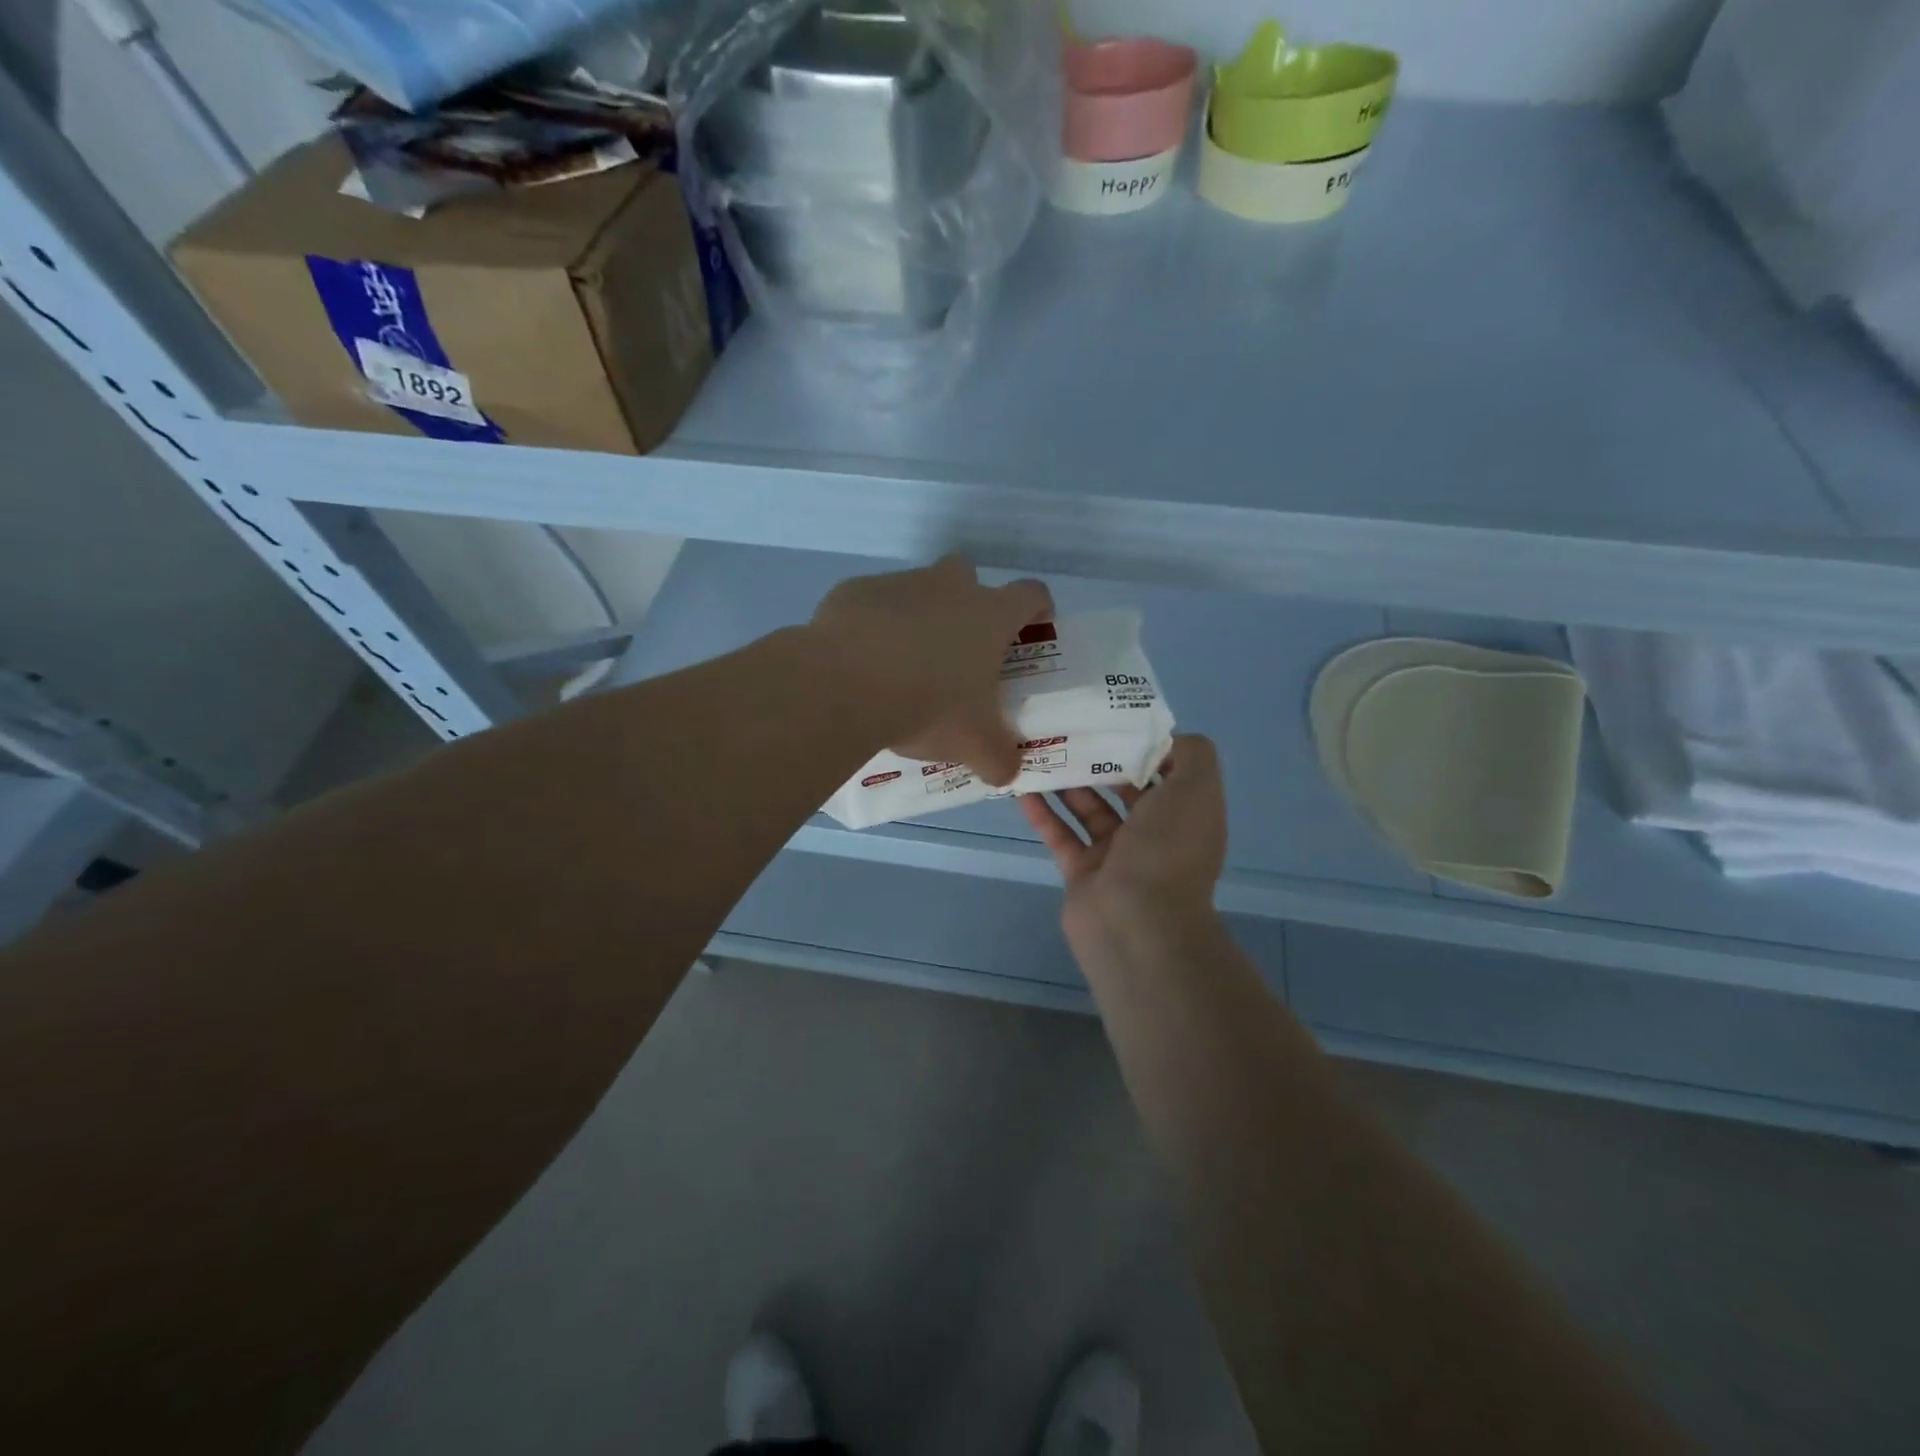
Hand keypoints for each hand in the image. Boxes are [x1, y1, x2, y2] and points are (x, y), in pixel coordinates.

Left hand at [809, 555, 1052, 785]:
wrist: (846, 685)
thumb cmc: (929, 706)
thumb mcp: (974, 745)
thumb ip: (999, 759)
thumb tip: (1008, 773)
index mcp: (989, 615)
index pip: (1031, 595)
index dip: (1038, 608)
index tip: (1034, 626)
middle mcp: (948, 587)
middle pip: (968, 575)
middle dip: (967, 602)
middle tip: (959, 647)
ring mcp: (898, 584)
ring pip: (916, 590)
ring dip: (916, 617)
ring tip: (902, 665)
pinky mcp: (854, 591)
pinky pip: (870, 605)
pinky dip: (871, 627)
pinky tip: (861, 661)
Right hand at [1019, 735, 1227, 936]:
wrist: (1136, 926)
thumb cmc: (1167, 850)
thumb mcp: (1197, 789)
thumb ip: (1191, 754)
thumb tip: (1165, 739)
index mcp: (1186, 814)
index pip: (1166, 769)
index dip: (1142, 742)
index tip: (1110, 716)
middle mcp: (1155, 834)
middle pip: (1123, 787)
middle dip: (1099, 758)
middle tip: (1065, 727)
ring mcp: (1117, 856)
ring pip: (1088, 809)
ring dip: (1066, 781)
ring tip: (1037, 748)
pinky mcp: (1083, 873)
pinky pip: (1060, 835)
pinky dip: (1042, 812)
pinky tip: (1020, 787)